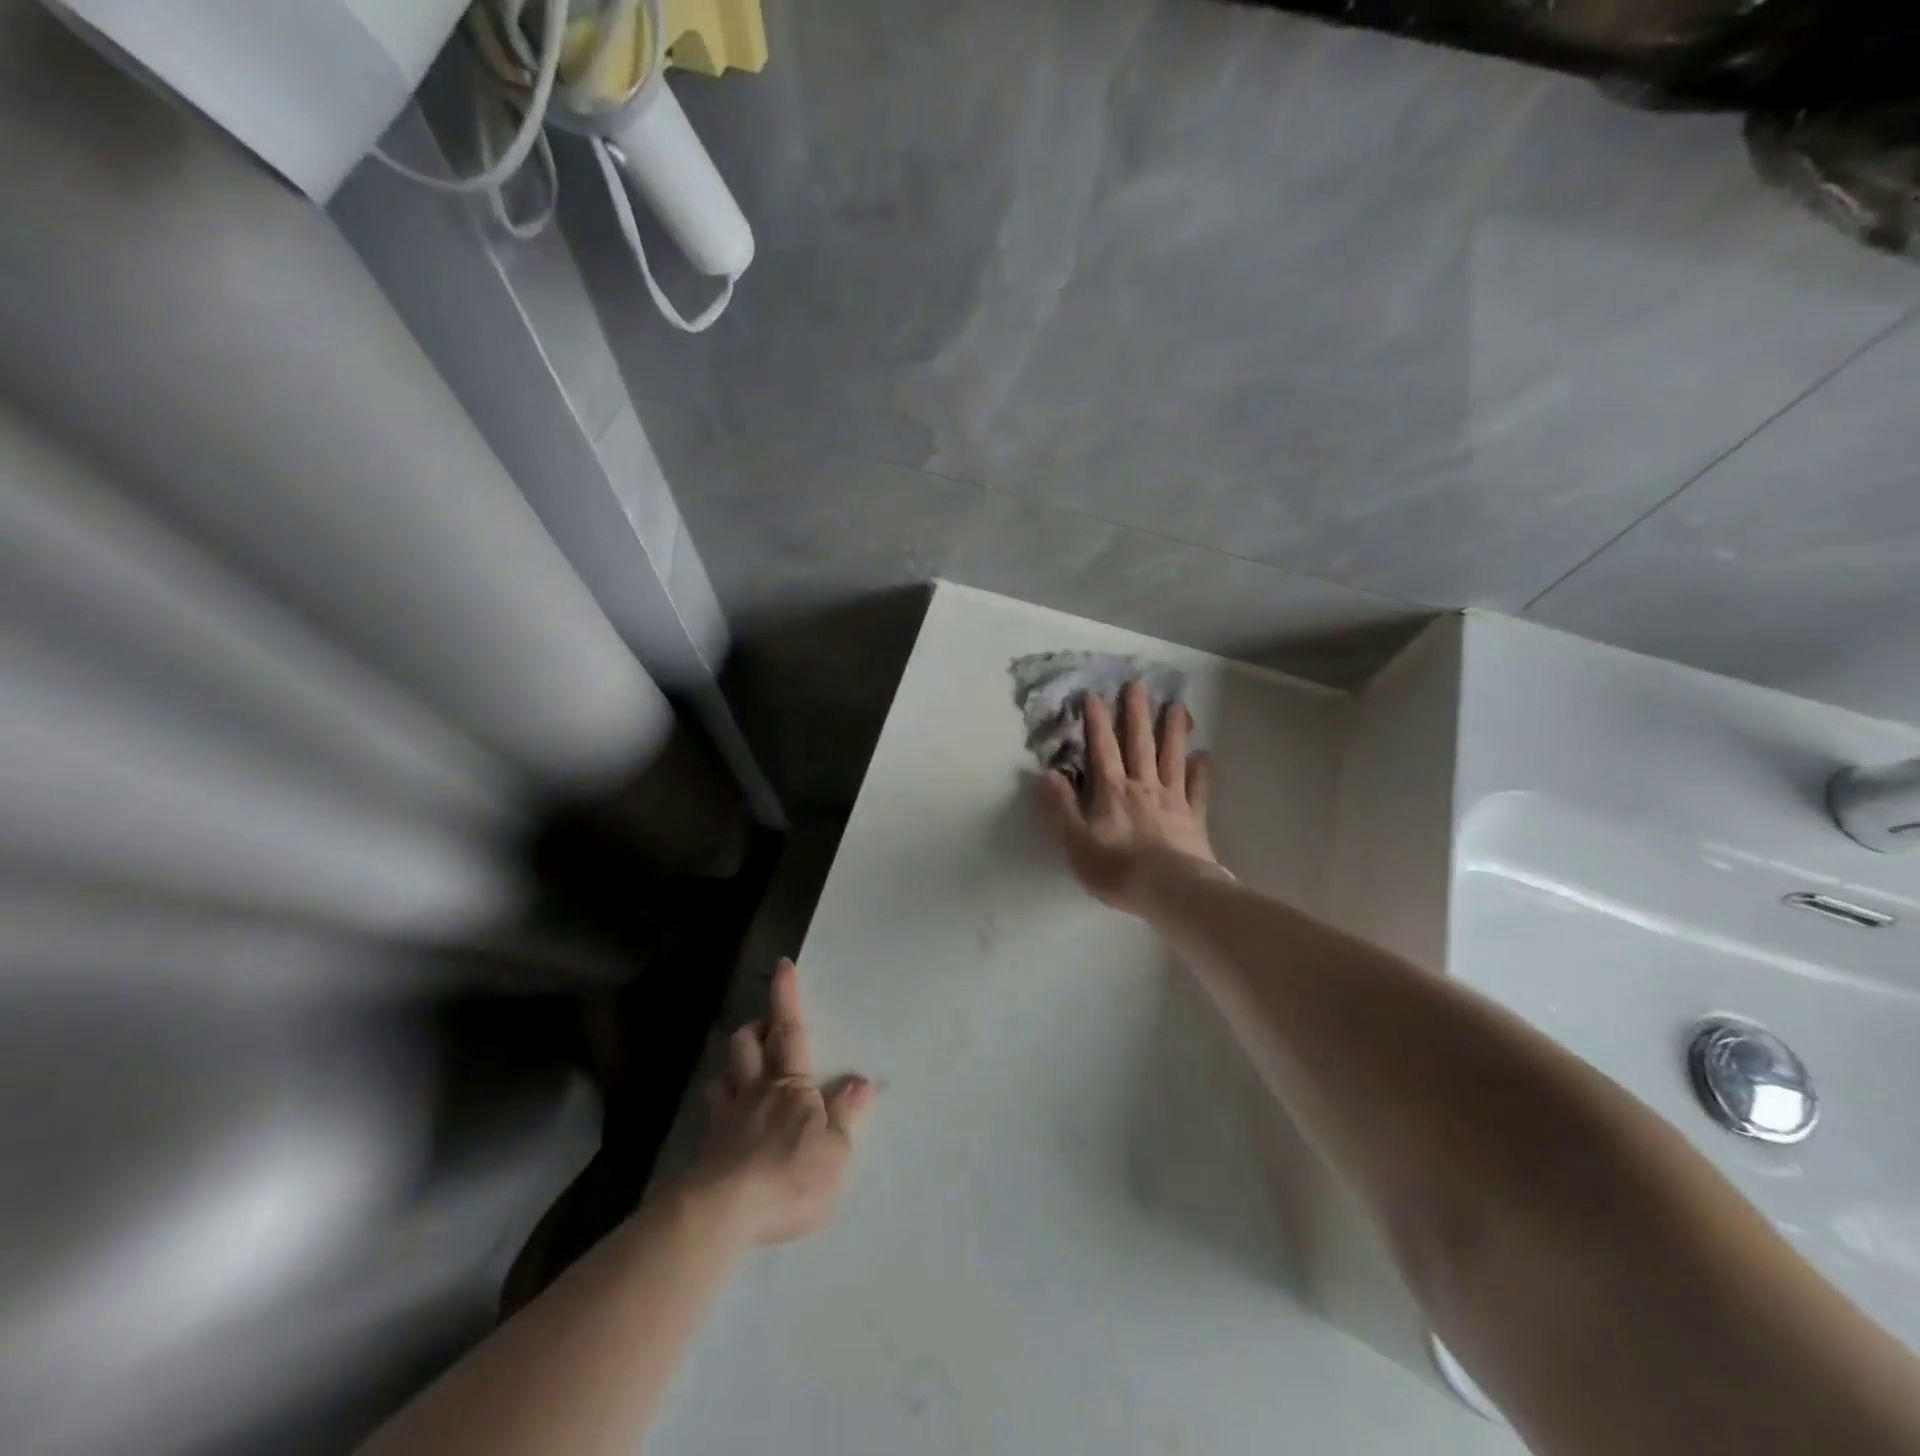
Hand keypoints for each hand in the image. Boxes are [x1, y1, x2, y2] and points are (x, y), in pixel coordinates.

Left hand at [683, 957, 873, 1246]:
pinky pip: (711, 1121)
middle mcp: (756, 1092)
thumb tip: (862, 1081)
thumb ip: (847, 1114)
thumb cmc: (788, 1174)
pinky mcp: (707, 1152)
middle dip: (754, 1030)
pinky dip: (719, 1115)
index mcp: (790, 1084)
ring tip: (741, 1076)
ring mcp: (726, 1120)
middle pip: (746, 1045)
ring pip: (723, 1078)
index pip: (790, 1031)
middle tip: (764, 1029)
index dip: (786, 997)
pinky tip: (723, 1130)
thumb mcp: (835, 1149)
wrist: (723, 1213)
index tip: (783, 965)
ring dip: (732, 1070)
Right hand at [1034, 681, 1219, 914]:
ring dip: (1173, 730)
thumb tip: (1047, 773)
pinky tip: (1205, 756)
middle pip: (1139, 744)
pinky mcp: (1194, 818)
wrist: (1171, 891)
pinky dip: (1202, 771)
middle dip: (1136, 714)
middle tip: (1138, 685)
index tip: (1094, 695)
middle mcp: (1143, 787)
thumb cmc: (1117, 869)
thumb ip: (1060, 807)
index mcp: (1111, 792)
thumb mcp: (1075, 842)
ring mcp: (1172, 800)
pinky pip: (1199, 789)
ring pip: (1172, 757)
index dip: (1097, 722)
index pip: (1102, 749)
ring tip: (1176, 706)